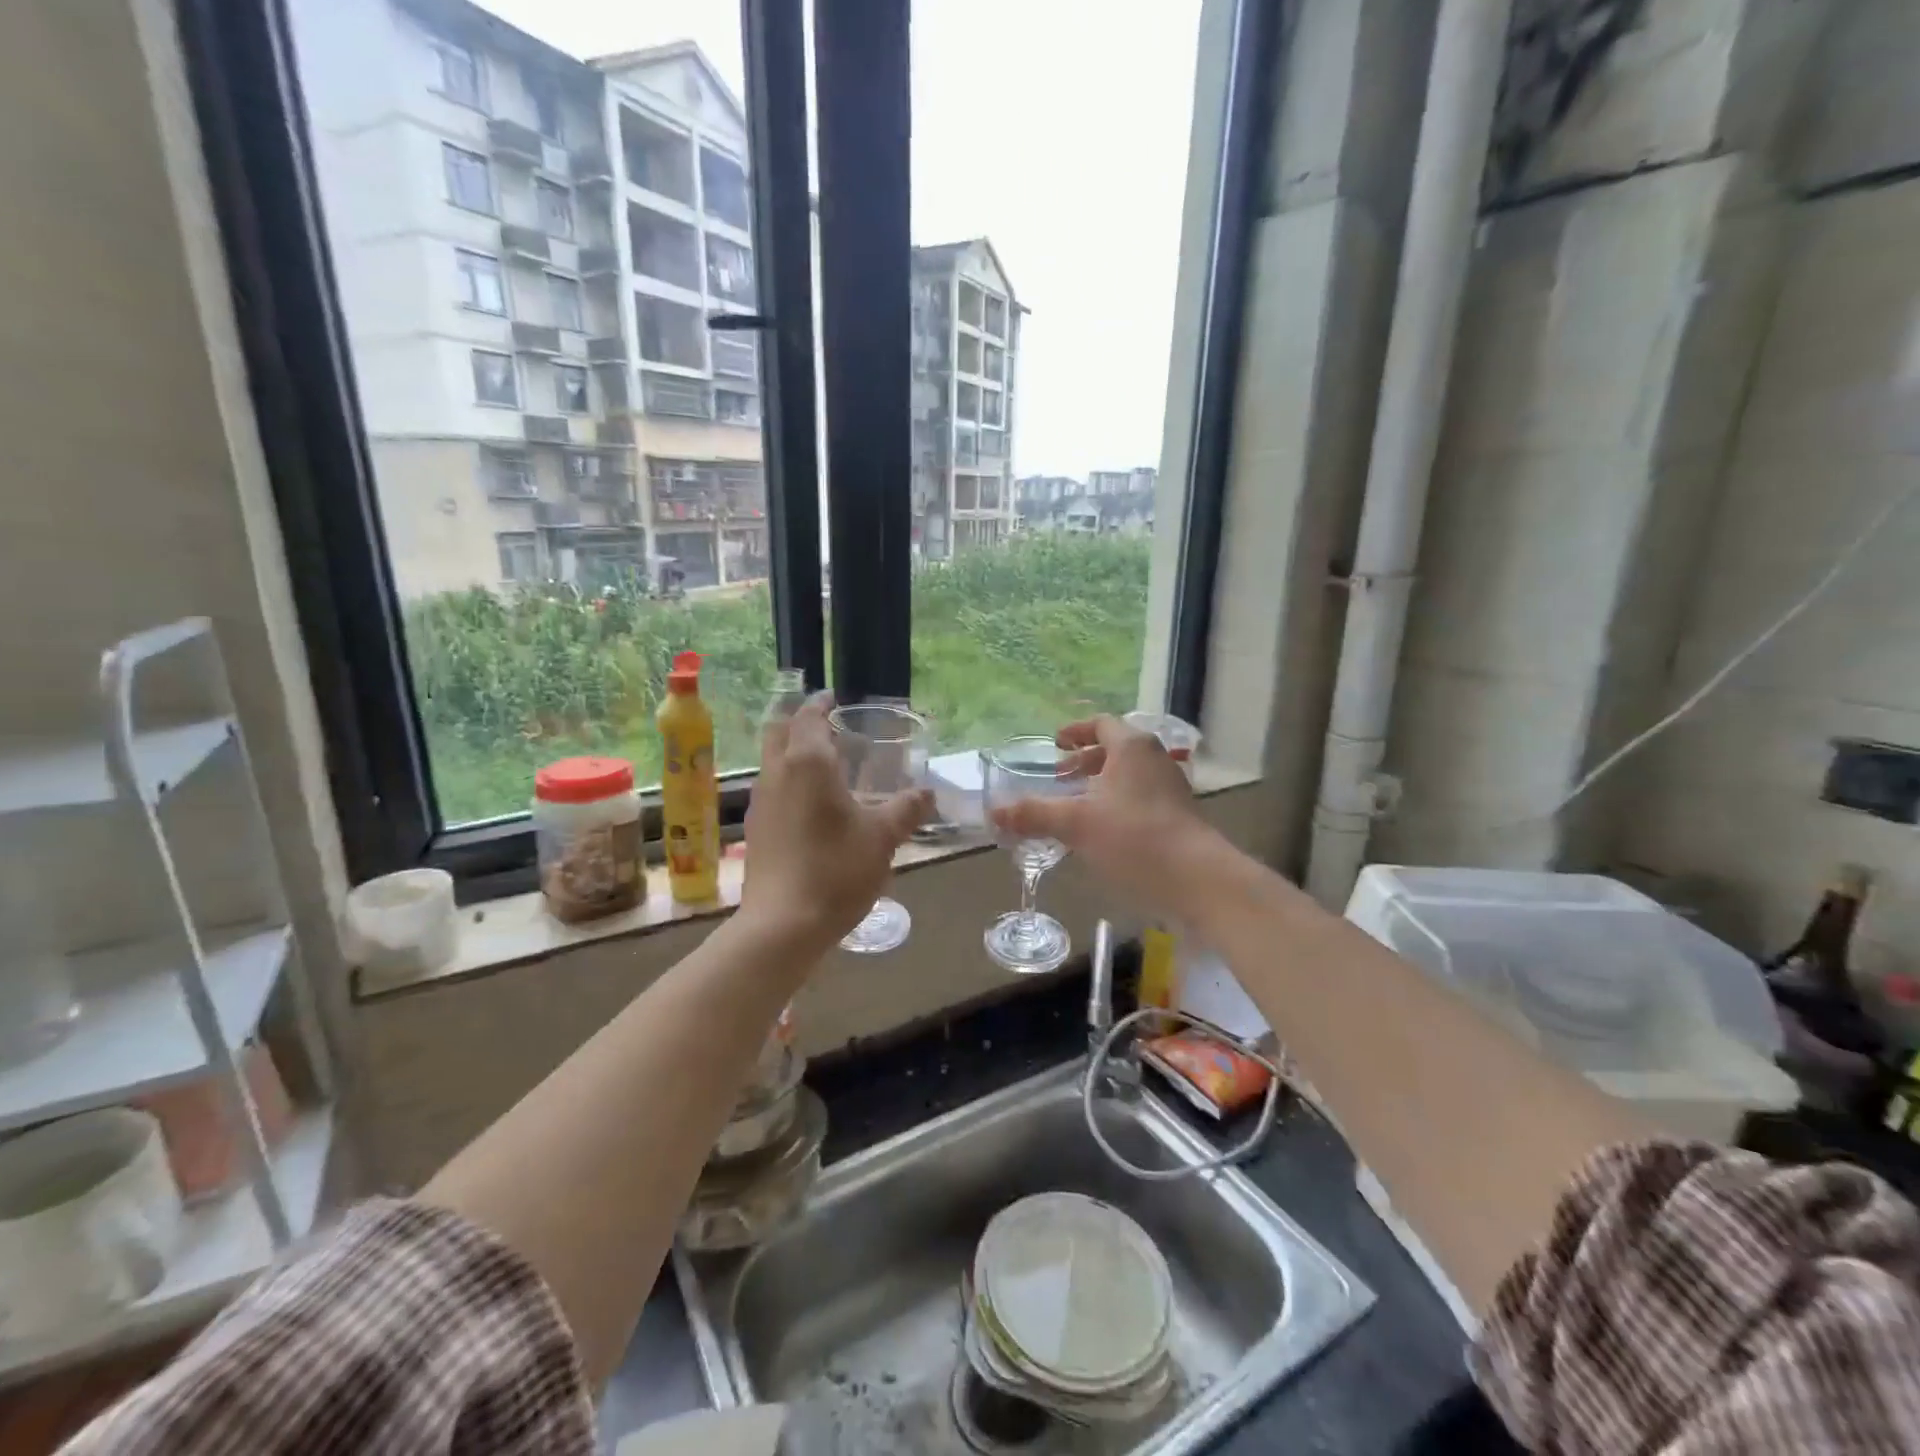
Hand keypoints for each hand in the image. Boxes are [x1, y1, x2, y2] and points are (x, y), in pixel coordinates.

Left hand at [740, 693, 932, 954]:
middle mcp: (777, 773)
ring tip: (822, 761)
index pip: (809, 717)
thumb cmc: (836, 870)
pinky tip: (809, 803)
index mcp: (808, 762)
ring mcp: (760, 802)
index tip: (832, 698)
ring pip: (771, 761)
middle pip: (779, 732)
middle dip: (799, 721)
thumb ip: (906, 809)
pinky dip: (787, 780)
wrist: (782, 925)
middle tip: (826, 724)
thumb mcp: (883, 838)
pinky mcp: (755, 830)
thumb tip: (927, 792)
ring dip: (791, 750)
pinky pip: (771, 788)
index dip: (820, 704)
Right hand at [989, 715, 1217, 921]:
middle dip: (1085, 761)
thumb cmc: (1134, 838)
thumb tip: (994, 812)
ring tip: (1076, 806)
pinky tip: (1101, 833)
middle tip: (1060, 776)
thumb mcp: (1076, 824)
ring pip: (1129, 776)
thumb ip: (1033, 814)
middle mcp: (1154, 760)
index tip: (1055, 744)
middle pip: (1116, 749)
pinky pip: (1140, 799)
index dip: (1076, 731)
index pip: (1102, 724)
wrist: (1198, 880)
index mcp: (1131, 747)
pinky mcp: (1178, 817)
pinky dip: (1116, 805)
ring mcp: (1170, 789)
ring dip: (1100, 785)